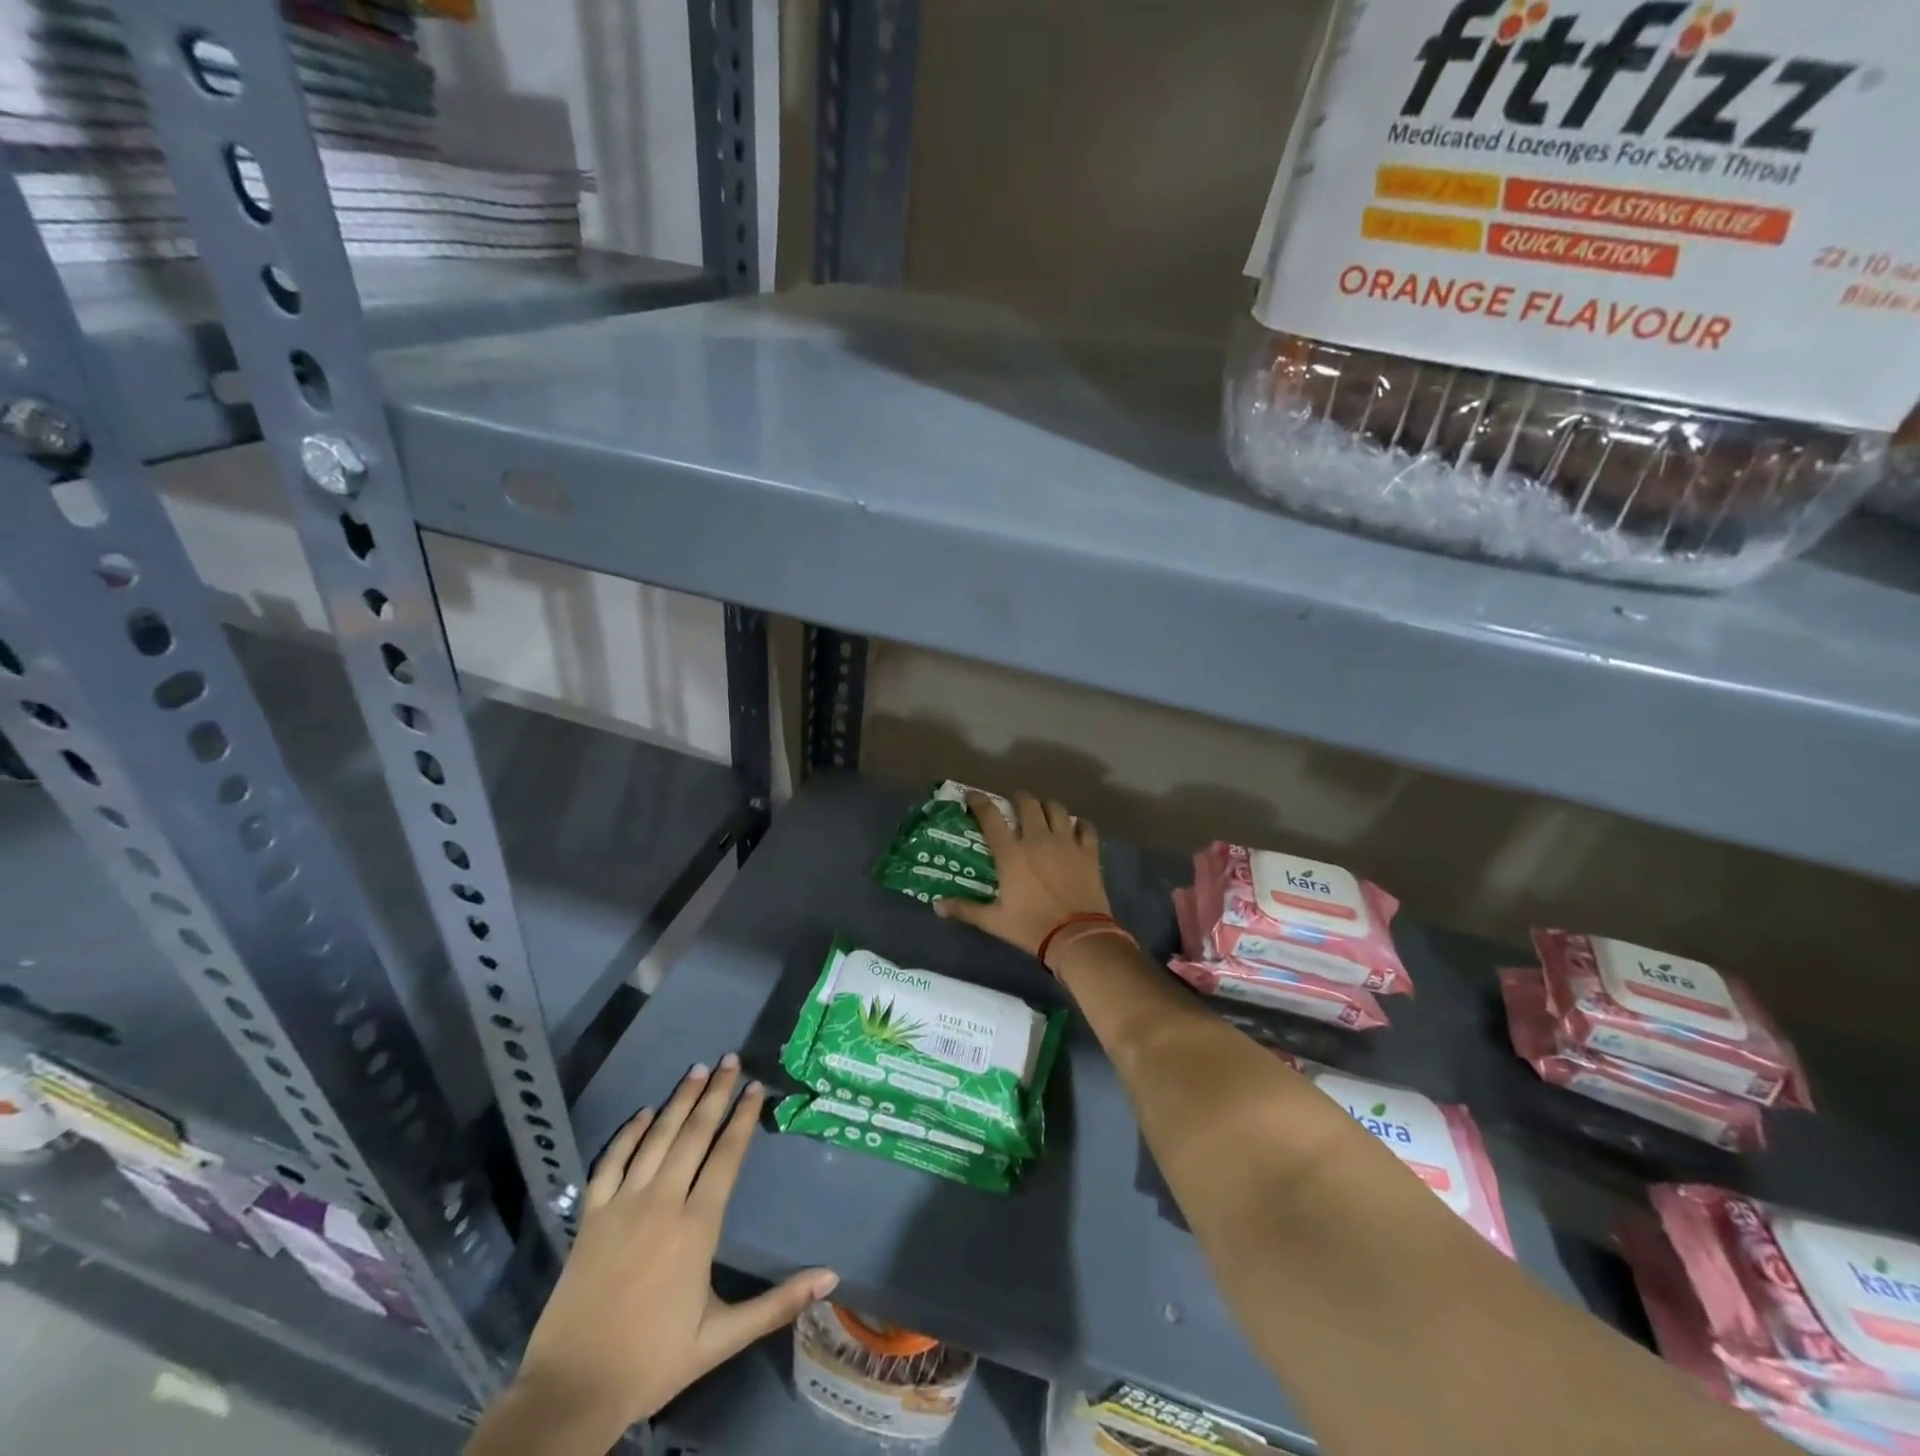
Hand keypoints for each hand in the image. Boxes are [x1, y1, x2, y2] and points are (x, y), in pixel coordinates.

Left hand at [505, 1057, 837, 1440]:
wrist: (571, 1392)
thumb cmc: (653, 1362)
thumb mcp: (721, 1339)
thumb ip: (777, 1304)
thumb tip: (832, 1276)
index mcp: (696, 1228)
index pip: (726, 1157)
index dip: (743, 1118)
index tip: (755, 1086)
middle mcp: (662, 1203)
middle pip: (693, 1135)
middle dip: (715, 1094)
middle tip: (730, 1059)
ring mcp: (622, 1205)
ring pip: (655, 1139)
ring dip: (678, 1101)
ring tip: (697, 1069)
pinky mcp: (590, 1217)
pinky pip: (610, 1163)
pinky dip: (627, 1135)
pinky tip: (642, 1113)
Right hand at [935, 790, 1109, 956]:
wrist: (1078, 937)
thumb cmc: (1032, 927)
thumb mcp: (994, 921)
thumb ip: (965, 909)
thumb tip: (937, 904)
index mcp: (1012, 853)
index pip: (991, 817)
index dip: (979, 801)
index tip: (973, 795)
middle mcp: (1038, 839)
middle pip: (1028, 803)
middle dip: (1019, 798)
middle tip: (1014, 803)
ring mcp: (1066, 843)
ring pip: (1057, 809)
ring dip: (1047, 806)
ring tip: (1043, 812)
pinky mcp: (1089, 852)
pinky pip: (1085, 827)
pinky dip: (1079, 824)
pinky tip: (1076, 828)